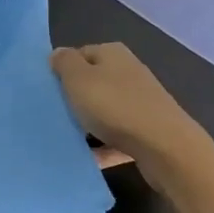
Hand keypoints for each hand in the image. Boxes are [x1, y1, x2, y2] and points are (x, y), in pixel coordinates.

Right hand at [50, 44, 213, 193]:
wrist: (165, 147)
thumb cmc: (115, 106)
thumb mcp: (79, 79)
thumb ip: (64, 63)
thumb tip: (59, 53)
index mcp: (112, 53)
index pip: (79, 54)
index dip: (61, 71)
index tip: (48, 92)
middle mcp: (128, 71)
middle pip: (93, 83)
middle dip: (74, 99)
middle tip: (54, 116)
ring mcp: (141, 101)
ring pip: (105, 111)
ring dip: (88, 125)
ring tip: (67, 140)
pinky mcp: (148, 130)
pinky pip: (117, 136)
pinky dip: (103, 146)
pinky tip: (88, 160)